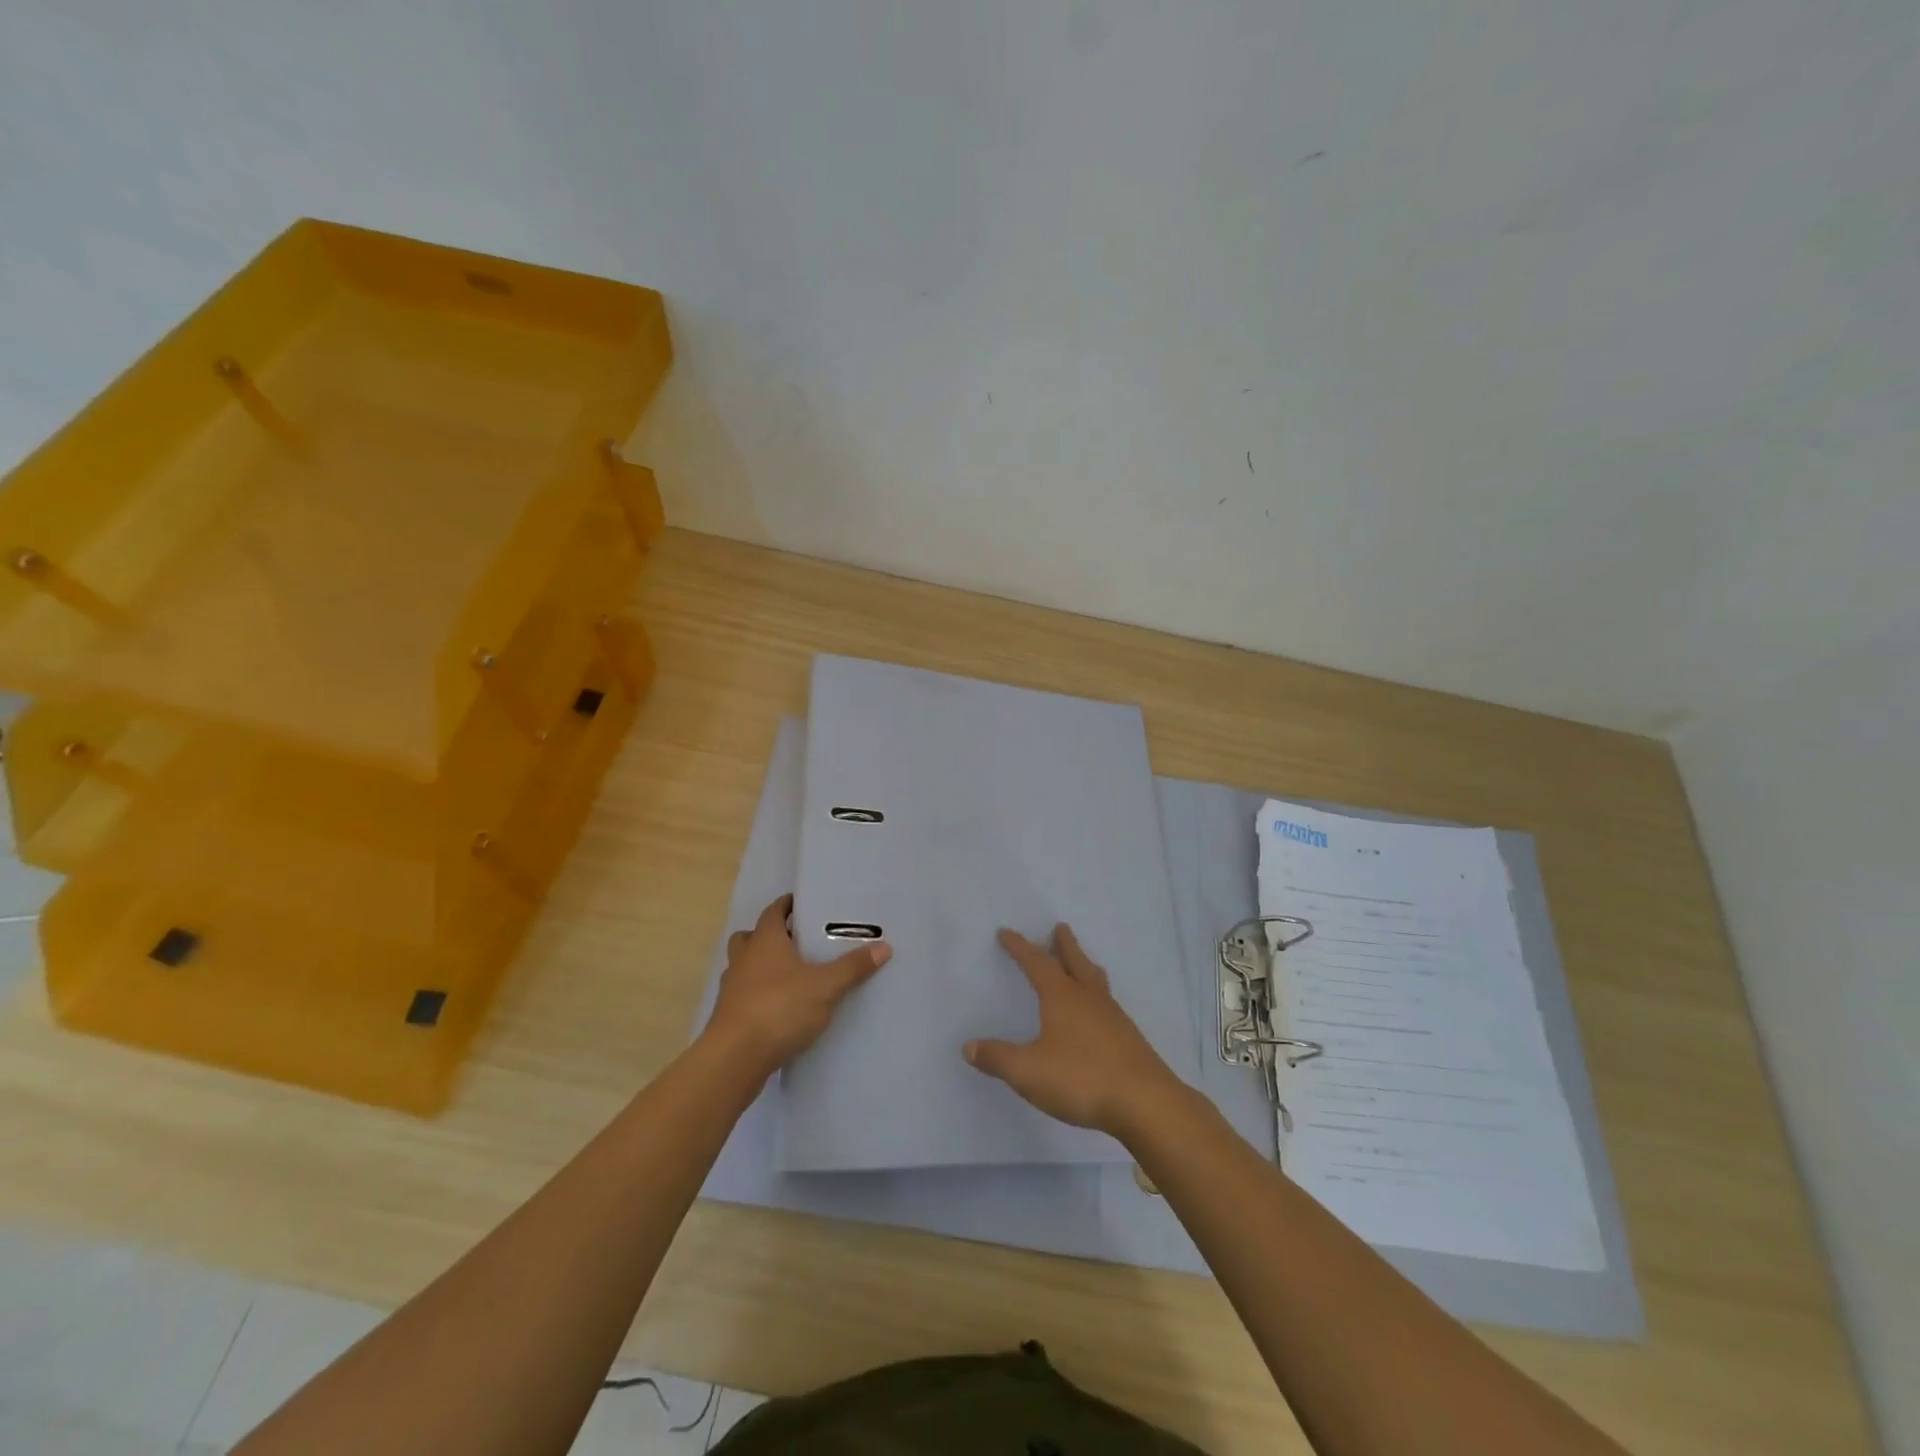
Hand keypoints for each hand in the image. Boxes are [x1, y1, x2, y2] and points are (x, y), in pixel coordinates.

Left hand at [706, 894, 890, 1074]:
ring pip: (743, 967)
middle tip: (794, 941)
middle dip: (769, 936)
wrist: (735, 1058)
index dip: (786, 906)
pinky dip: (758, 996)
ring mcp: (732, 989)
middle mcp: (743, 959)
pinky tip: (779, 1009)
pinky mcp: (728, 1017)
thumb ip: (853, 967)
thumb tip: (884, 947)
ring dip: (760, 967)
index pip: (773, 912)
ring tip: (789, 977)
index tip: (802, 905)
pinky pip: (744, 996)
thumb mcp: (825, 986)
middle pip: (750, 937)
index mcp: (764, 941)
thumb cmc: (780, 1008)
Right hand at [963, 924, 1184, 1137]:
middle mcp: (1088, 998)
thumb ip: (998, 1058)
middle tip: (1060, 927)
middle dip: (1064, 945)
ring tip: (1082, 962)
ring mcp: (1113, 1017)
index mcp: (1062, 997)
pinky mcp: (1128, 1038)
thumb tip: (968, 1046)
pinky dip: (1097, 995)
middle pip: (1075, 961)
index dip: (1020, 947)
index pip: (1036, 963)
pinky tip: (1097, 1012)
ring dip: (1084, 966)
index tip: (1006, 932)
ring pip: (1095, 980)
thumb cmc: (1081, 1078)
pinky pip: (1107, 1004)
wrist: (1145, 1103)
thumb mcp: (1028, 1071)